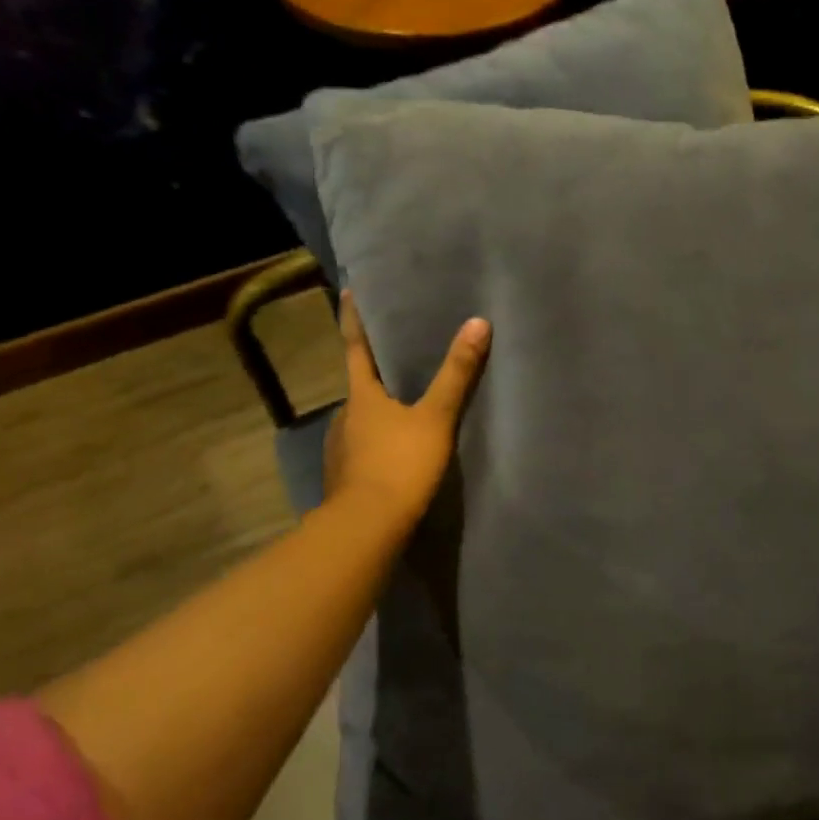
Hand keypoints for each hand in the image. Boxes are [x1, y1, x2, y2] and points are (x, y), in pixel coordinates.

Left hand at [323, 292, 490, 527]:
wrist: (367, 528)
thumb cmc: (400, 463)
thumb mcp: (436, 418)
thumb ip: (457, 374)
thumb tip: (478, 323)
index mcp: (361, 396)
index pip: (357, 348)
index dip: (354, 319)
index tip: (348, 291)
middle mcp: (344, 418)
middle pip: (360, 387)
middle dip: (375, 373)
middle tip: (397, 360)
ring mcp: (340, 450)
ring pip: (361, 421)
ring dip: (378, 412)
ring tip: (403, 410)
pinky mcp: (345, 479)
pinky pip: (363, 450)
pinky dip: (378, 443)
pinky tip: (395, 453)